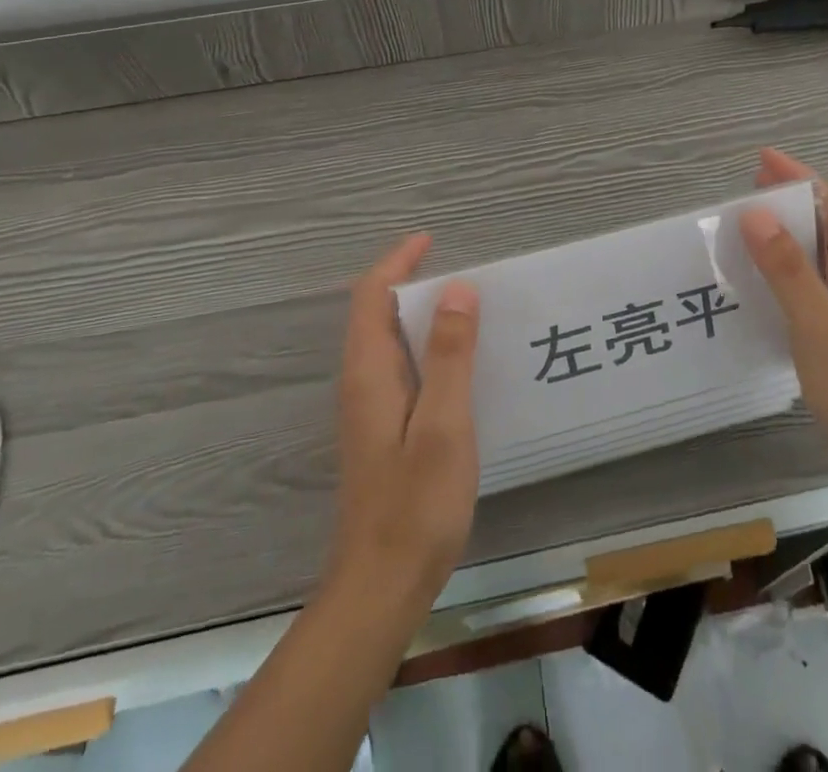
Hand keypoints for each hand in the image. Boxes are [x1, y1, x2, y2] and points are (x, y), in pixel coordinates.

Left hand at [324, 235, 480, 610]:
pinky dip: (424, 347)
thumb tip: (458, 288)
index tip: (430, 240)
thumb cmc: (416, 504)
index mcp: (370, 372)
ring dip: (418, 315)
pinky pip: (399, 368)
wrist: (381, 587)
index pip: (372, 296)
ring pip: (387, 342)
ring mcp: (368, 410)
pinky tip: (458, 365)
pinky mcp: (381, 432)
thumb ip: (451, 355)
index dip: (398, 262)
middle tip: (460, 273)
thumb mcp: (444, 424)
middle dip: (409, 282)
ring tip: (466, 309)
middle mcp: (361, 383)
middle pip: (375, 314)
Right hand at [741, 148, 827, 484]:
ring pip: (818, 251)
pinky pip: (813, 279)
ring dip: (786, 230)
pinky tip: (763, 282)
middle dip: (789, 197)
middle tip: (745, 187)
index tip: (762, 159)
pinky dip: (786, 264)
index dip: (798, 177)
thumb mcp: (819, 325)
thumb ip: (788, 269)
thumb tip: (756, 212)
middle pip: (826, 222)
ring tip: (745, 227)